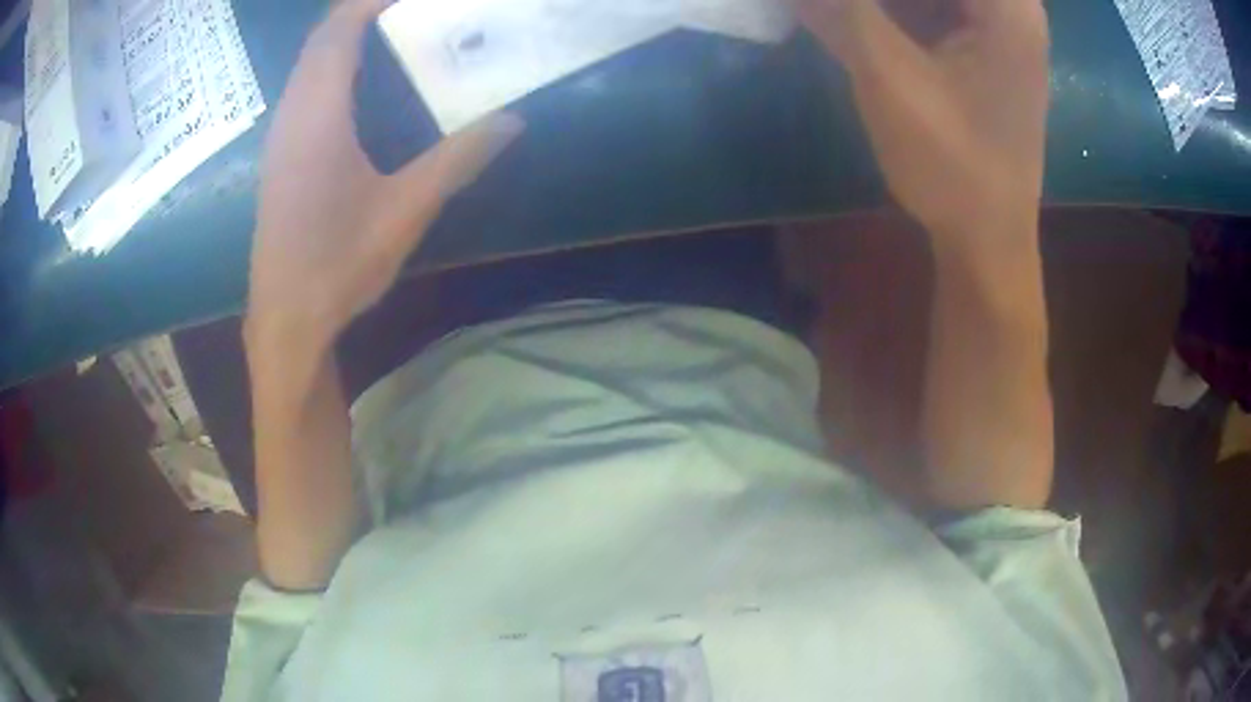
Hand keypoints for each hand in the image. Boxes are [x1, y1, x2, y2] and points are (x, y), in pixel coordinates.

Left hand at [247, 0, 523, 347]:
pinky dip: (332, 62)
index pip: (338, 30)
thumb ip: (457, 159)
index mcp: (318, 116)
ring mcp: (281, 135)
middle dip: (362, 10)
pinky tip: (361, 79)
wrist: (286, 317)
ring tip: (393, 28)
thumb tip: (511, 120)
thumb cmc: (338, 264)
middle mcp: (293, 114)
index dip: (370, 1)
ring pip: (309, 61)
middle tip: (410, 9)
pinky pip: (304, 86)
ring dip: (345, 34)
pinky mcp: (281, 154)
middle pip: (321, 38)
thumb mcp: (405, 211)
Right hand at [798, 0, 1049, 239]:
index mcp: (1007, 3)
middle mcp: (1012, 5)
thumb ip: (841, 10)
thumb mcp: (890, 78)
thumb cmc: (953, 165)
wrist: (987, 238)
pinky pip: (939, 8)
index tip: (847, 8)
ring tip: (846, 15)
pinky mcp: (986, 45)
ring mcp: (1001, 24)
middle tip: (840, 10)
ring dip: (887, 3)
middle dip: (883, 0)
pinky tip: (868, 19)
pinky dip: (898, 9)